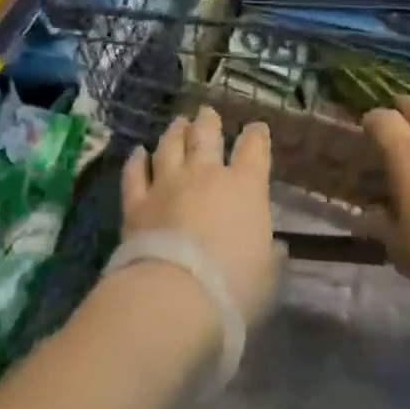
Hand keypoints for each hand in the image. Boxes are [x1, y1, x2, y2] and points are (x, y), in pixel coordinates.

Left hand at [121, 107, 280, 322]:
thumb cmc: (233, 287)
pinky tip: (137, 153)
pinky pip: (135, 174)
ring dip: (175, 132)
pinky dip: (136, 161)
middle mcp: (206, 175)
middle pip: (207, 135)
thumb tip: (274, 248)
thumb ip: (269, 256)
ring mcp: (168, 184)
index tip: (257, 128)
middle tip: (206, 112)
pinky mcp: (137, 203)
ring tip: (177, 123)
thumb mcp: (266, 276)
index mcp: (245, 187)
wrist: (175, 296)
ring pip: (170, 146)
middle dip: (208, 121)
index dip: (257, 135)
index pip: (254, 148)